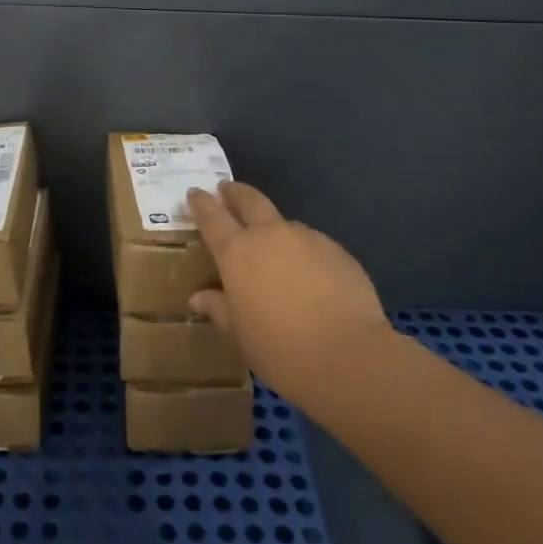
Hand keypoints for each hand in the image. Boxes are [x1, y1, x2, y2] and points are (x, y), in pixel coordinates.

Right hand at [187, 181, 396, 406]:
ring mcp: (307, 238)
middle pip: (250, 200)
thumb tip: (199, 297)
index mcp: (237, 252)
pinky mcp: (337, 250)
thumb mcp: (240, 334)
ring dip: (274, 229)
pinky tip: (310, 278)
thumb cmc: (279, 348)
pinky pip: (312, 244)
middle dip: (236, 192)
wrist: (347, 354)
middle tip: (227, 189)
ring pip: (284, 223)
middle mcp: (270, 235)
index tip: (195, 192)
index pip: (212, 217)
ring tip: (275, 251)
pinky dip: (304, 252)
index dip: (202, 203)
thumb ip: (219, 308)